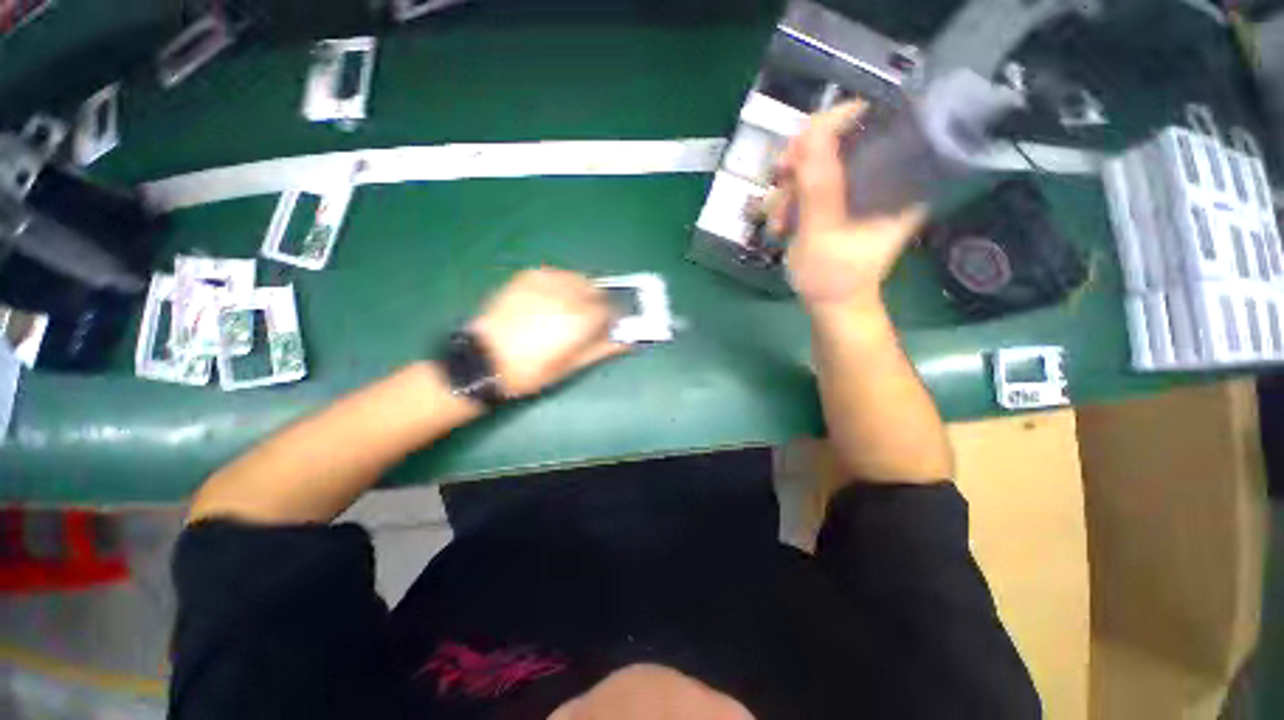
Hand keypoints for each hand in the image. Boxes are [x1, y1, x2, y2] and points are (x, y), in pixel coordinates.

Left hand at [470, 268, 627, 397]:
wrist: (484, 360)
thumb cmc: (531, 370)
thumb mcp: (570, 367)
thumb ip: (601, 350)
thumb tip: (625, 342)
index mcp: (580, 319)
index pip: (610, 309)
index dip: (611, 319)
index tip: (606, 327)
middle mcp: (567, 295)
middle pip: (596, 290)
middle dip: (597, 303)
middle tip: (587, 320)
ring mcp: (546, 283)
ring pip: (577, 278)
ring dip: (581, 291)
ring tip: (569, 308)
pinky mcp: (527, 277)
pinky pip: (555, 273)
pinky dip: (561, 282)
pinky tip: (552, 297)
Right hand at [767, 101, 925, 311]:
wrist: (830, 307)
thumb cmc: (833, 278)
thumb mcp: (823, 232)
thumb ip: (819, 184)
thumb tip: (810, 131)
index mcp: (899, 178)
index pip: (875, 121)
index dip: (832, 125)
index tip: (797, 152)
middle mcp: (882, 175)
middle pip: (838, 140)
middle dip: (800, 164)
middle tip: (781, 186)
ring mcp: (857, 189)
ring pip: (816, 162)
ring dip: (788, 189)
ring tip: (778, 222)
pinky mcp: (838, 201)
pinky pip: (808, 183)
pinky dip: (788, 199)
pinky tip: (780, 222)